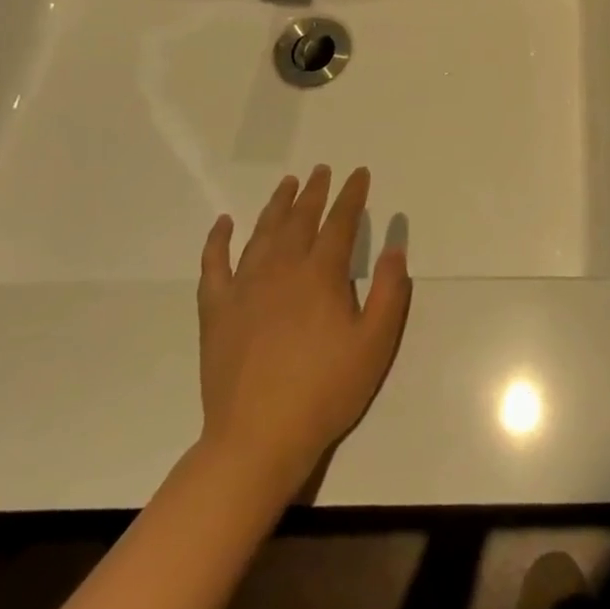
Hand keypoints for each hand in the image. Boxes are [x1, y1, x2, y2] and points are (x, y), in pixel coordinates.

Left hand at [197, 167, 411, 487]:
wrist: (259, 437)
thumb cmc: (327, 390)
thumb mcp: (376, 343)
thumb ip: (391, 291)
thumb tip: (396, 248)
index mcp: (321, 275)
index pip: (340, 223)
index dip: (352, 196)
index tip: (359, 175)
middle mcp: (281, 270)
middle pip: (299, 220)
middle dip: (314, 192)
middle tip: (322, 171)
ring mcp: (244, 288)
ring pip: (261, 233)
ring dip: (276, 206)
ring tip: (287, 184)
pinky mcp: (216, 311)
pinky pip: (214, 264)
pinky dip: (218, 240)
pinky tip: (223, 224)